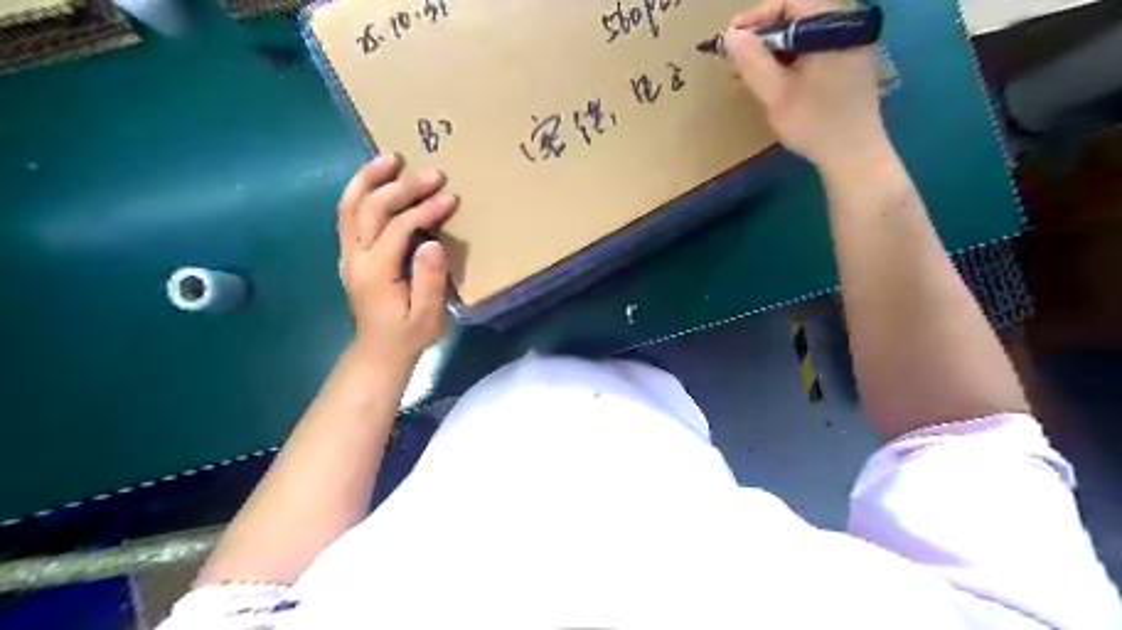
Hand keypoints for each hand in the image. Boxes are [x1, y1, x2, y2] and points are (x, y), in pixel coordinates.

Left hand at [335, 153, 456, 367]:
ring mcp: (348, 252)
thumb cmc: (409, 335)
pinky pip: (348, 213)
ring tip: (391, 158)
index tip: (450, 198)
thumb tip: (432, 243)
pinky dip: (361, 190)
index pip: (398, 228)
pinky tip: (376, 178)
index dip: (424, 210)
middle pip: (371, 208)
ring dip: (370, 178)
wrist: (379, 350)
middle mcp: (355, 256)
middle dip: (402, 187)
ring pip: (350, 205)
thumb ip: (430, 281)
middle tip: (433, 174)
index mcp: (376, 272)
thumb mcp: (428, 317)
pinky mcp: (350, 252)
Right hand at [728, 1, 894, 170]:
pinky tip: (769, 82)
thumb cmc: (815, 123)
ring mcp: (851, 46)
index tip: (729, 38)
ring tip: (744, 75)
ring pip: (802, 38)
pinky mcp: (848, 65)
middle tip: (733, 60)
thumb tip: (729, 35)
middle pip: (796, 19)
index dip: (755, 18)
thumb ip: (751, 61)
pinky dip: (787, 63)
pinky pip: (812, 52)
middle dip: (761, 38)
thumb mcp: (776, 93)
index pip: (790, 3)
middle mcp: (847, 27)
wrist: (854, 156)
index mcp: (834, 25)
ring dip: (771, 53)